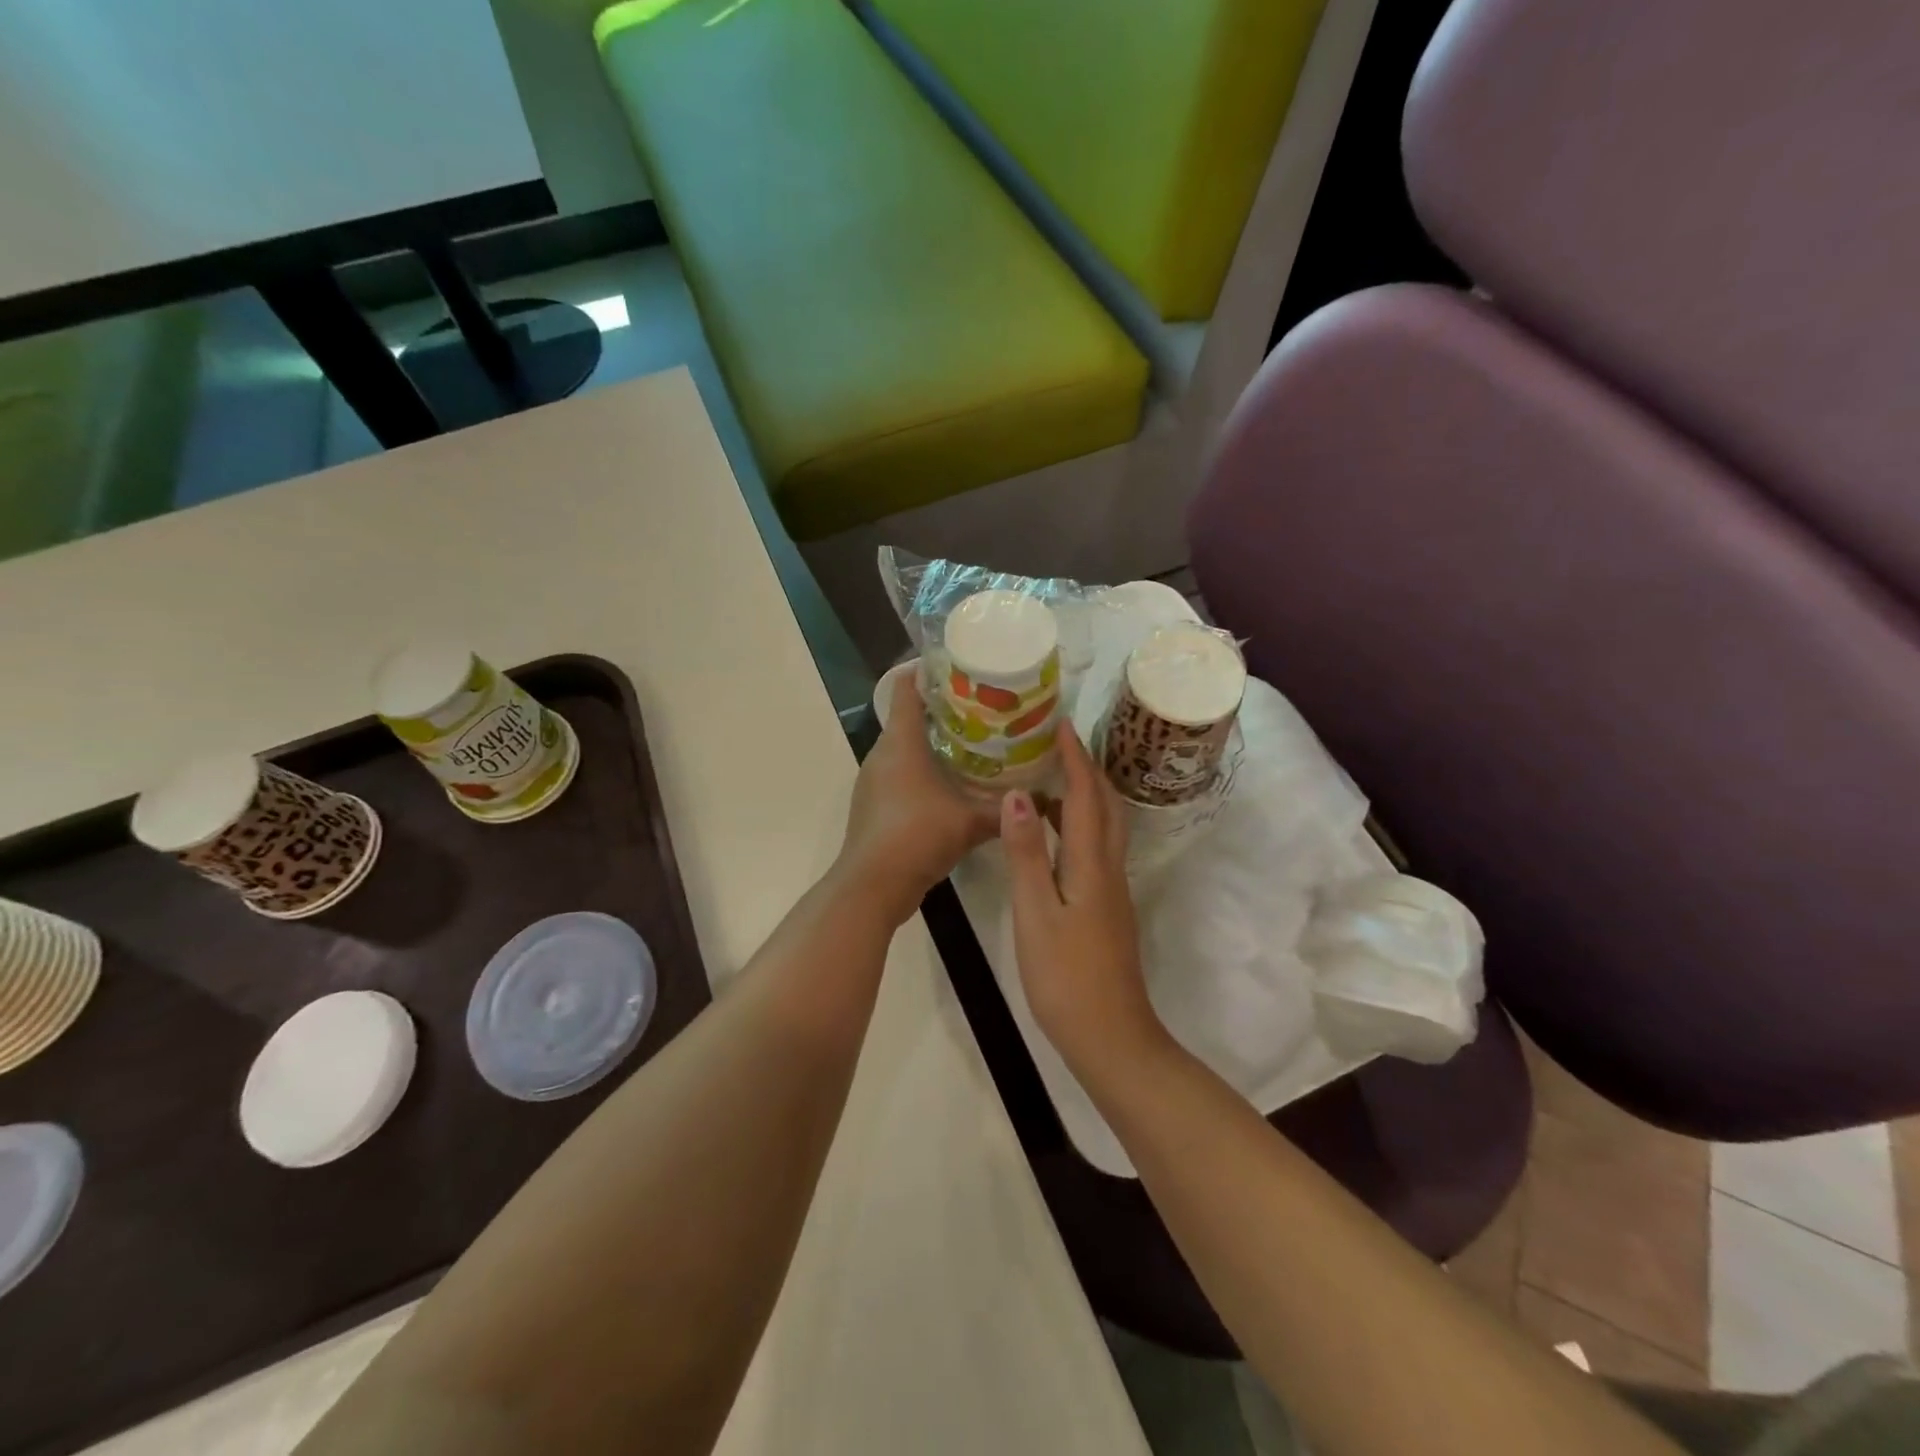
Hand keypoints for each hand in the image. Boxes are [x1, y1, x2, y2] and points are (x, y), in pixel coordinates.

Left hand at [835, 673, 998, 926]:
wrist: (872, 887)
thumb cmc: (917, 837)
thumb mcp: (970, 821)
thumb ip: (1006, 809)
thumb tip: (1047, 799)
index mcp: (901, 742)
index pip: (905, 688)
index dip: (927, 670)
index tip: (960, 666)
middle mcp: (883, 753)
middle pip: (910, 716)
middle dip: (944, 708)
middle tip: (984, 708)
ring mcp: (875, 780)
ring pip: (906, 747)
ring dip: (935, 742)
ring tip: (976, 743)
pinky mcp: (876, 804)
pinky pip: (902, 773)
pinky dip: (925, 770)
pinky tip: (954, 785)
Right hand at [1000, 727, 1166, 1081]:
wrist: (1111, 1037)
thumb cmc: (1066, 977)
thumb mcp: (1036, 914)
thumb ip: (1026, 853)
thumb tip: (1019, 794)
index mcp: (1092, 863)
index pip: (1085, 794)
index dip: (1074, 757)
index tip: (1058, 723)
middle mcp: (1109, 867)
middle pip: (1104, 803)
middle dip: (1085, 767)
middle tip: (1054, 743)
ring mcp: (1112, 888)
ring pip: (1103, 826)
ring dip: (1082, 795)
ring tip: (1045, 779)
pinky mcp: (1107, 906)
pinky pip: (1095, 847)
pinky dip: (1076, 825)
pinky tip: (1049, 835)